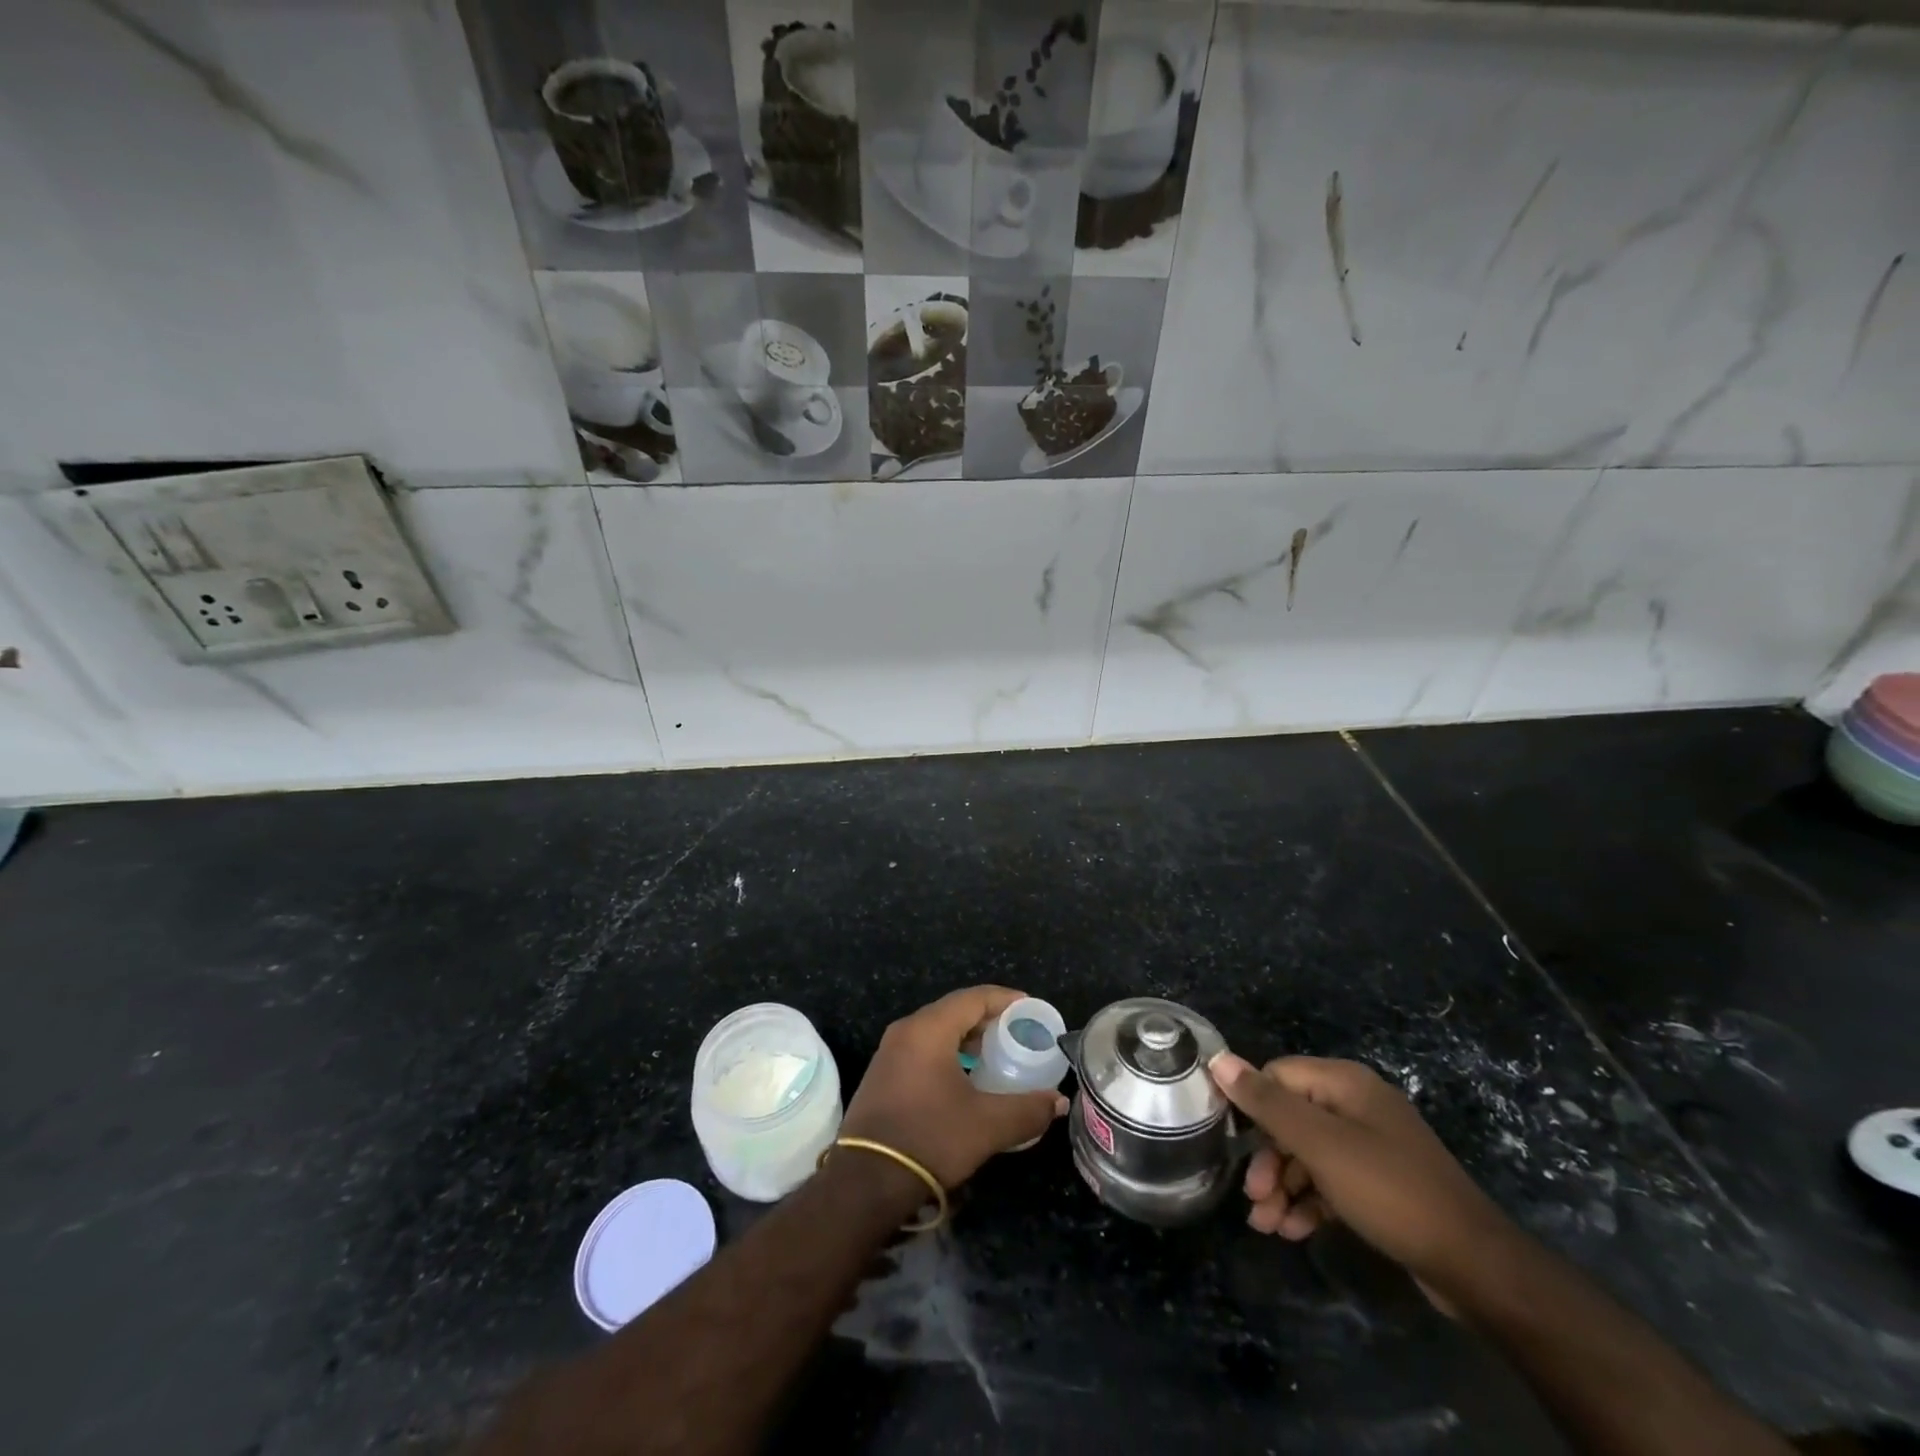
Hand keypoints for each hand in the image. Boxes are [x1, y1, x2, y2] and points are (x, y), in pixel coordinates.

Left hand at [841, 986, 1067, 1188]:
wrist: (866, 1181)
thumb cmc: (930, 1139)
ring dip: (968, 1038)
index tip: (1031, 1009)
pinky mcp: (883, 1074)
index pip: (974, 997)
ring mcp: (890, 1052)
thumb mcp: (987, 1125)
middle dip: (988, 1019)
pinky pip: (923, 1048)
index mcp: (928, 1029)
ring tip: (997, 1056)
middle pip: (954, 1010)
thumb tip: (1057, 1102)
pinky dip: (949, 1052)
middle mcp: (906, 1030)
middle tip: (1018, 1034)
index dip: (1006, 1000)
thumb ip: (1027, 1109)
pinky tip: (966, 1077)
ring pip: (937, 1030)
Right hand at [1209, 1053, 1517, 1294]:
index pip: (1277, 1076)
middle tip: (1254, 1199)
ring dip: (1283, 1187)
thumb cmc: (1389, 1191)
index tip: (1233, 1145)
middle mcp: (1356, 1105)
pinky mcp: (1380, 1183)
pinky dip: (1310, 1202)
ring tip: (1268, 1226)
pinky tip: (1295, 1231)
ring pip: (1308, 1155)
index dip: (1252, 1107)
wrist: (1476, 1267)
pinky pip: (1331, 1180)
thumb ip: (1267, 1103)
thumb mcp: (1320, 1145)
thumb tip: (1219, 1060)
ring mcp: (1371, 1145)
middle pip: (1291, 1119)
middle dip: (1267, 1160)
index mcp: (1344, 1083)